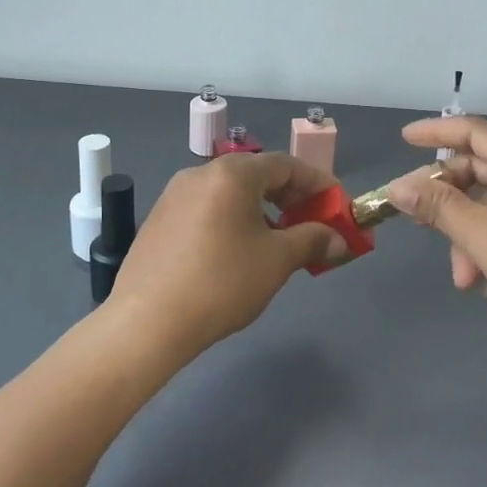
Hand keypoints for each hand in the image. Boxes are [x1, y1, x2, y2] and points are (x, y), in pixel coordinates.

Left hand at [106, 152, 350, 360]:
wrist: (147, 322)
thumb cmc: (221, 283)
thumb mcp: (276, 261)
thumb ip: (312, 240)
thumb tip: (338, 239)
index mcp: (232, 173)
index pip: (286, 164)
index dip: (317, 183)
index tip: (337, 205)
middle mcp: (201, 173)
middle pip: (257, 174)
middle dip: (290, 197)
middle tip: (312, 223)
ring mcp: (175, 195)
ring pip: (230, 192)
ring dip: (261, 209)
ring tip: (278, 240)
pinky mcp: (159, 219)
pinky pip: (207, 208)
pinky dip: (233, 219)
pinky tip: (238, 250)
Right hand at [388, 116, 486, 352]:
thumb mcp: (482, 236)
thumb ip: (438, 207)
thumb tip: (398, 187)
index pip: (474, 132)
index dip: (436, 132)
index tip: (404, 138)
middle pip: (481, 171)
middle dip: (448, 200)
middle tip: (417, 219)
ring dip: (469, 235)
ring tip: (462, 278)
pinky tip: (483, 281)